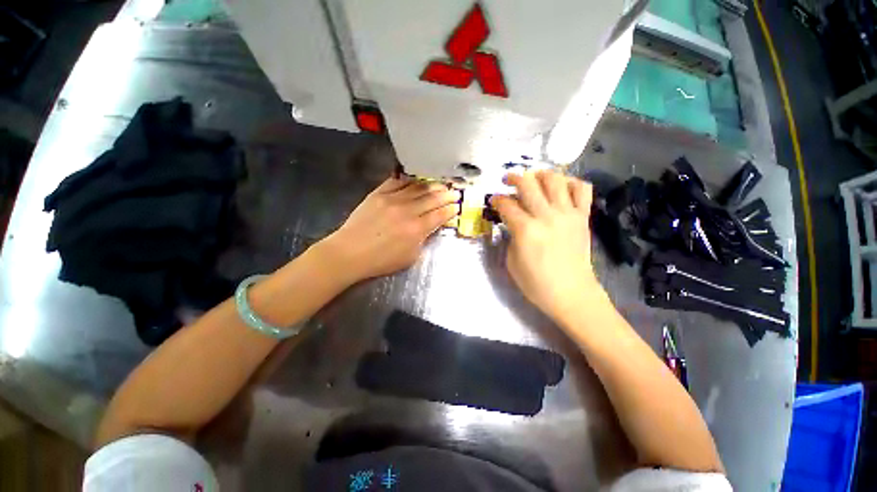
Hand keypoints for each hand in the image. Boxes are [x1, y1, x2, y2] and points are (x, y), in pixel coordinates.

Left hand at [322, 177, 459, 282]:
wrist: (350, 253)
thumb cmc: (381, 260)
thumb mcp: (410, 257)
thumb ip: (423, 240)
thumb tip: (430, 227)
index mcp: (417, 229)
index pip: (440, 215)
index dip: (451, 209)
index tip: (457, 206)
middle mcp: (408, 211)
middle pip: (432, 198)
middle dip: (447, 195)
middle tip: (455, 192)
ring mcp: (392, 199)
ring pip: (418, 187)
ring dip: (432, 185)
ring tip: (441, 184)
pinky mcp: (378, 193)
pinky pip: (398, 182)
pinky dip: (410, 180)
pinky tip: (417, 179)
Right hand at [491, 170, 602, 321]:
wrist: (571, 294)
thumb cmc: (536, 283)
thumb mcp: (511, 262)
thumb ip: (511, 237)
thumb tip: (513, 223)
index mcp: (526, 230)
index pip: (507, 205)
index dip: (496, 199)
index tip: (493, 200)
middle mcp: (546, 216)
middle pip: (528, 184)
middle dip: (514, 178)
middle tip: (507, 180)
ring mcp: (567, 214)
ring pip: (555, 179)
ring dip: (540, 174)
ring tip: (534, 178)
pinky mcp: (583, 217)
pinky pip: (582, 190)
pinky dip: (571, 182)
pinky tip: (561, 187)